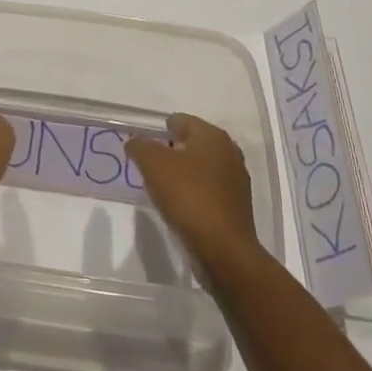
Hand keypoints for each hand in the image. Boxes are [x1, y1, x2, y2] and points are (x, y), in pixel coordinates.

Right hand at [127, 114, 259, 264]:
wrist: (223, 250)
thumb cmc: (188, 196)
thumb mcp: (153, 164)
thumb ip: (140, 146)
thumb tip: (135, 142)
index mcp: (212, 135)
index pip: (180, 120)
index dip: (158, 131)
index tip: (143, 148)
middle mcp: (229, 152)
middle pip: (192, 143)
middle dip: (170, 152)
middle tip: (150, 167)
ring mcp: (236, 180)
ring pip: (201, 168)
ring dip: (183, 174)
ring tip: (162, 188)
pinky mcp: (237, 206)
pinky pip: (208, 190)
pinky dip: (194, 193)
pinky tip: (180, 206)